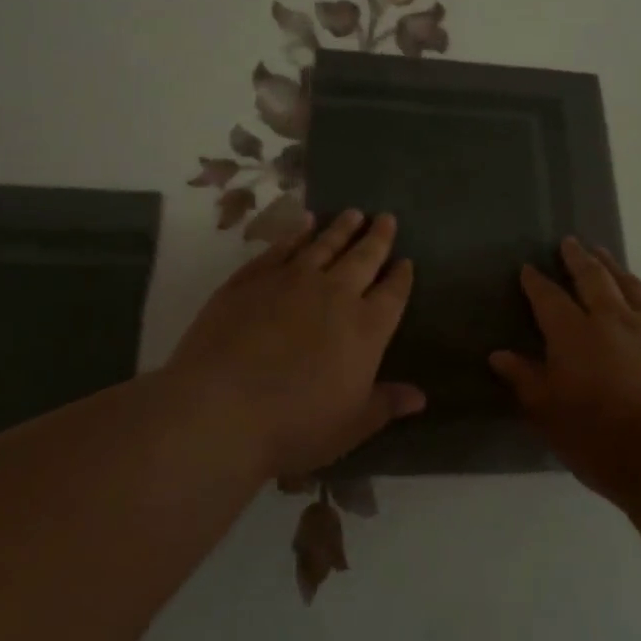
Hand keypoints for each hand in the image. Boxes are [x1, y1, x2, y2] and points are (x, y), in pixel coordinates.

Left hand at [167, 210, 423, 480]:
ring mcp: (292, 281)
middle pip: (364, 258)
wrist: (220, 409)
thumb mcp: (350, 426)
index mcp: (366, 328)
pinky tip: (305, 223)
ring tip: (353, 213)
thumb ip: (386, 404)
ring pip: (325, 244)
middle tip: (386, 218)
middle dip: (378, 238)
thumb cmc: (294, 426)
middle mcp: (336, 294)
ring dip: (342, 228)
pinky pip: (282, 247)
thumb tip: (420, 397)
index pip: (393, 294)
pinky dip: (297, 232)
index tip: (406, 261)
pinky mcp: (253, 278)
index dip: (401, 277)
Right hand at [490, 237, 640, 505]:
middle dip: (578, 258)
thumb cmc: (601, 441)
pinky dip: (640, 297)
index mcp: (574, 334)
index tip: (528, 268)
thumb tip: (499, 355)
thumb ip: (526, 380)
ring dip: (613, 267)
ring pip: (629, 285)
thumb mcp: (550, 416)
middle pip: (593, 277)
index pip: (549, 298)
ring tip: (604, 255)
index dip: (536, 282)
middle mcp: (612, 320)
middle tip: (570, 242)